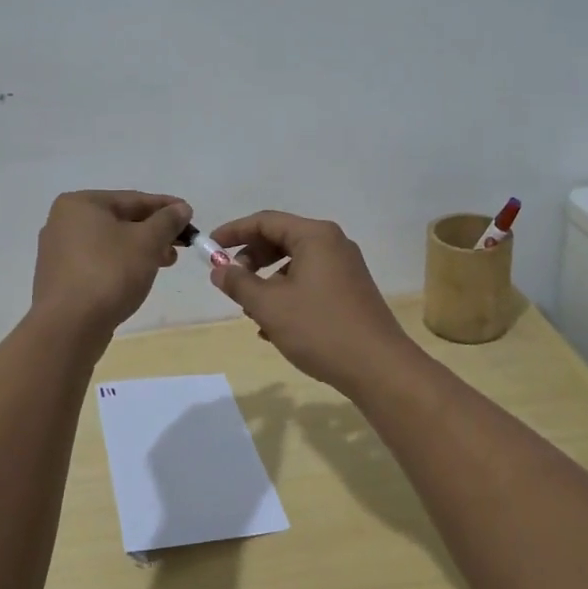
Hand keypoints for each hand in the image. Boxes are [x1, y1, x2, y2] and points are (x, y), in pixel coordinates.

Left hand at [31, 190, 191, 333]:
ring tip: (166, 262)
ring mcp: (58, 252)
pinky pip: (98, 262)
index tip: (190, 215)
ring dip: (141, 249)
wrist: (69, 327)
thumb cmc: (109, 273)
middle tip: (181, 244)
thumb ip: (167, 221)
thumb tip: (181, 208)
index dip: (166, 207)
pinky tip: (138, 277)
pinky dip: (121, 264)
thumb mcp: (147, 242)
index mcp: (80, 204)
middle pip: (120, 220)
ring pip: (110, 243)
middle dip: (154, 231)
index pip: (133, 199)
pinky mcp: (61, 278)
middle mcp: (64, 222)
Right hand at [207, 211, 423, 394]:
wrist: (378, 367)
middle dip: (251, 259)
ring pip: (295, 264)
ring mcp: (345, 268)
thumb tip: (219, 269)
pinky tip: (274, 327)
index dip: (233, 232)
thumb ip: (239, 283)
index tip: (209, 248)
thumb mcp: (269, 306)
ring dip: (268, 282)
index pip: (265, 221)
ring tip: (252, 311)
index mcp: (315, 236)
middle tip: (231, 282)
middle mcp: (333, 244)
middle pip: (281, 240)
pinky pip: (310, 282)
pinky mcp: (351, 291)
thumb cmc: (320, 329)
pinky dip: (288, 295)